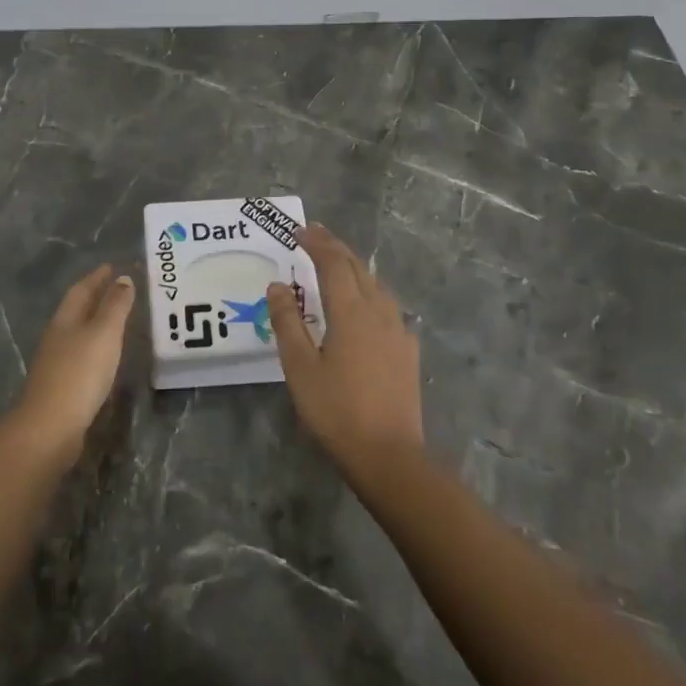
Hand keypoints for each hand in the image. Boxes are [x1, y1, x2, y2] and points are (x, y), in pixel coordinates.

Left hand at [12, 264, 134, 463]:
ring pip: (78, 333)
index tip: (112, 266)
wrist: (51, 427)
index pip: (81, 290)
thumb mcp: (103, 333)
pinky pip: (81, 356)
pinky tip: (105, 356)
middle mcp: (57, 337)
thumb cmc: (80, 372)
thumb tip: (122, 278)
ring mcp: (56, 363)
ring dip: (95, 323)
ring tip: (117, 320)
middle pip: (77, 310)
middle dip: (96, 297)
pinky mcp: (62, 386)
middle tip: (118, 288)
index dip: (97, 277)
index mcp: (65, 320)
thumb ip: (115, 306)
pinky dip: (95, 347)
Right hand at [268, 225, 423, 476]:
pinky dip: (369, 293)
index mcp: (351, 312)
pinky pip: (387, 307)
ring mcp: (398, 332)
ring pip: (376, 286)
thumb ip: (287, 322)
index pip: (334, 263)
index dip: (316, 243)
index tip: (299, 230)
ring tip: (336, 264)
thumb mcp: (300, 367)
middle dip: (335, 248)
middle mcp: (379, 312)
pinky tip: (364, 307)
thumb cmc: (336, 410)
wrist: (389, 455)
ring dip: (354, 268)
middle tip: (315, 236)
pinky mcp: (407, 351)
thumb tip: (278, 285)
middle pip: (358, 268)